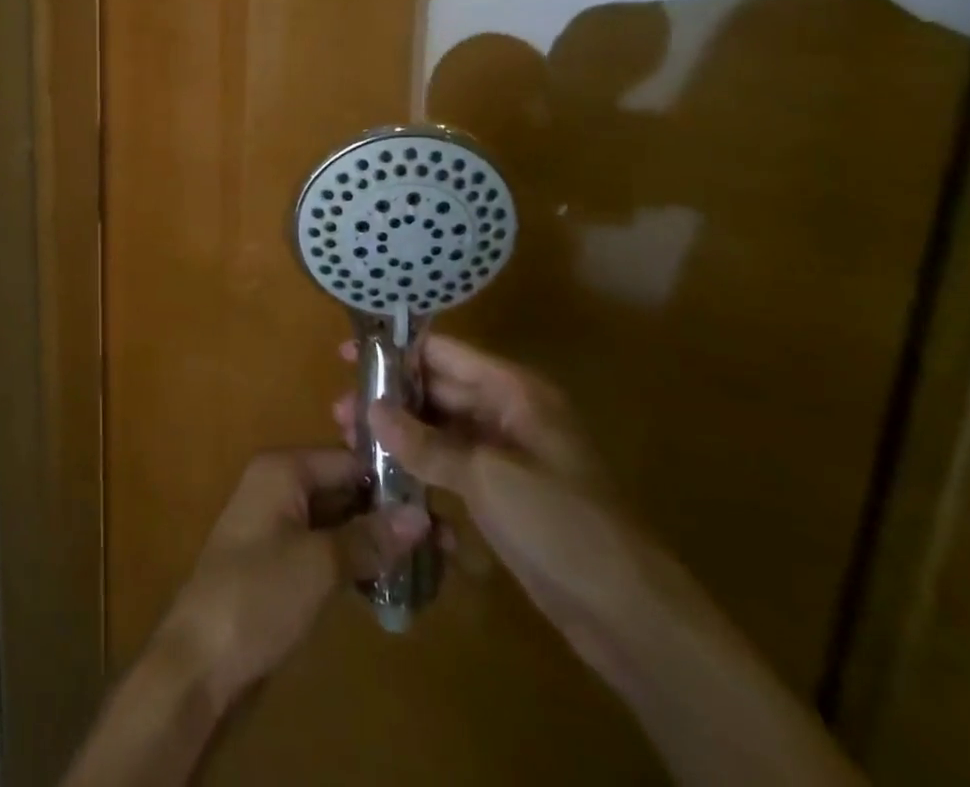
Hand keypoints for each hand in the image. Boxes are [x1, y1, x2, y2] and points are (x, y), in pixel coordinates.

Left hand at [157, 449, 430, 709]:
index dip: (393, 481)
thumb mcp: (319, 564)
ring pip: (341, 520)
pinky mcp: (283, 560)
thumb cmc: (258, 594)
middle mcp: (280, 485)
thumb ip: (369, 537)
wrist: (201, 656)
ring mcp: (280, 523)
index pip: (349, 459)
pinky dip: (359, 562)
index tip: (443, 506)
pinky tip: (395, 586)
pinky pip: (329, 547)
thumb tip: (422, 516)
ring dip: (380, 542)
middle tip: (449, 545)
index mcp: (283, 469)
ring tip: (434, 568)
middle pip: (346, 488)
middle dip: (392, 514)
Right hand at [334, 334, 660, 675]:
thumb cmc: (561, 525)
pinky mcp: (501, 493)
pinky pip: (451, 465)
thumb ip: (425, 442)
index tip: (348, 357)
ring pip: (440, 429)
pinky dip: (420, 466)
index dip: (396, 352)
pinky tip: (387, 478)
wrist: (630, 616)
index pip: (443, 354)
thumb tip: (370, 410)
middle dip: (390, 398)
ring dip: (400, 434)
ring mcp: (505, 455)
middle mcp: (507, 413)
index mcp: (513, 392)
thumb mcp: (487, 477)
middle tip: (339, 412)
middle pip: (437, 390)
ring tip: (351, 443)